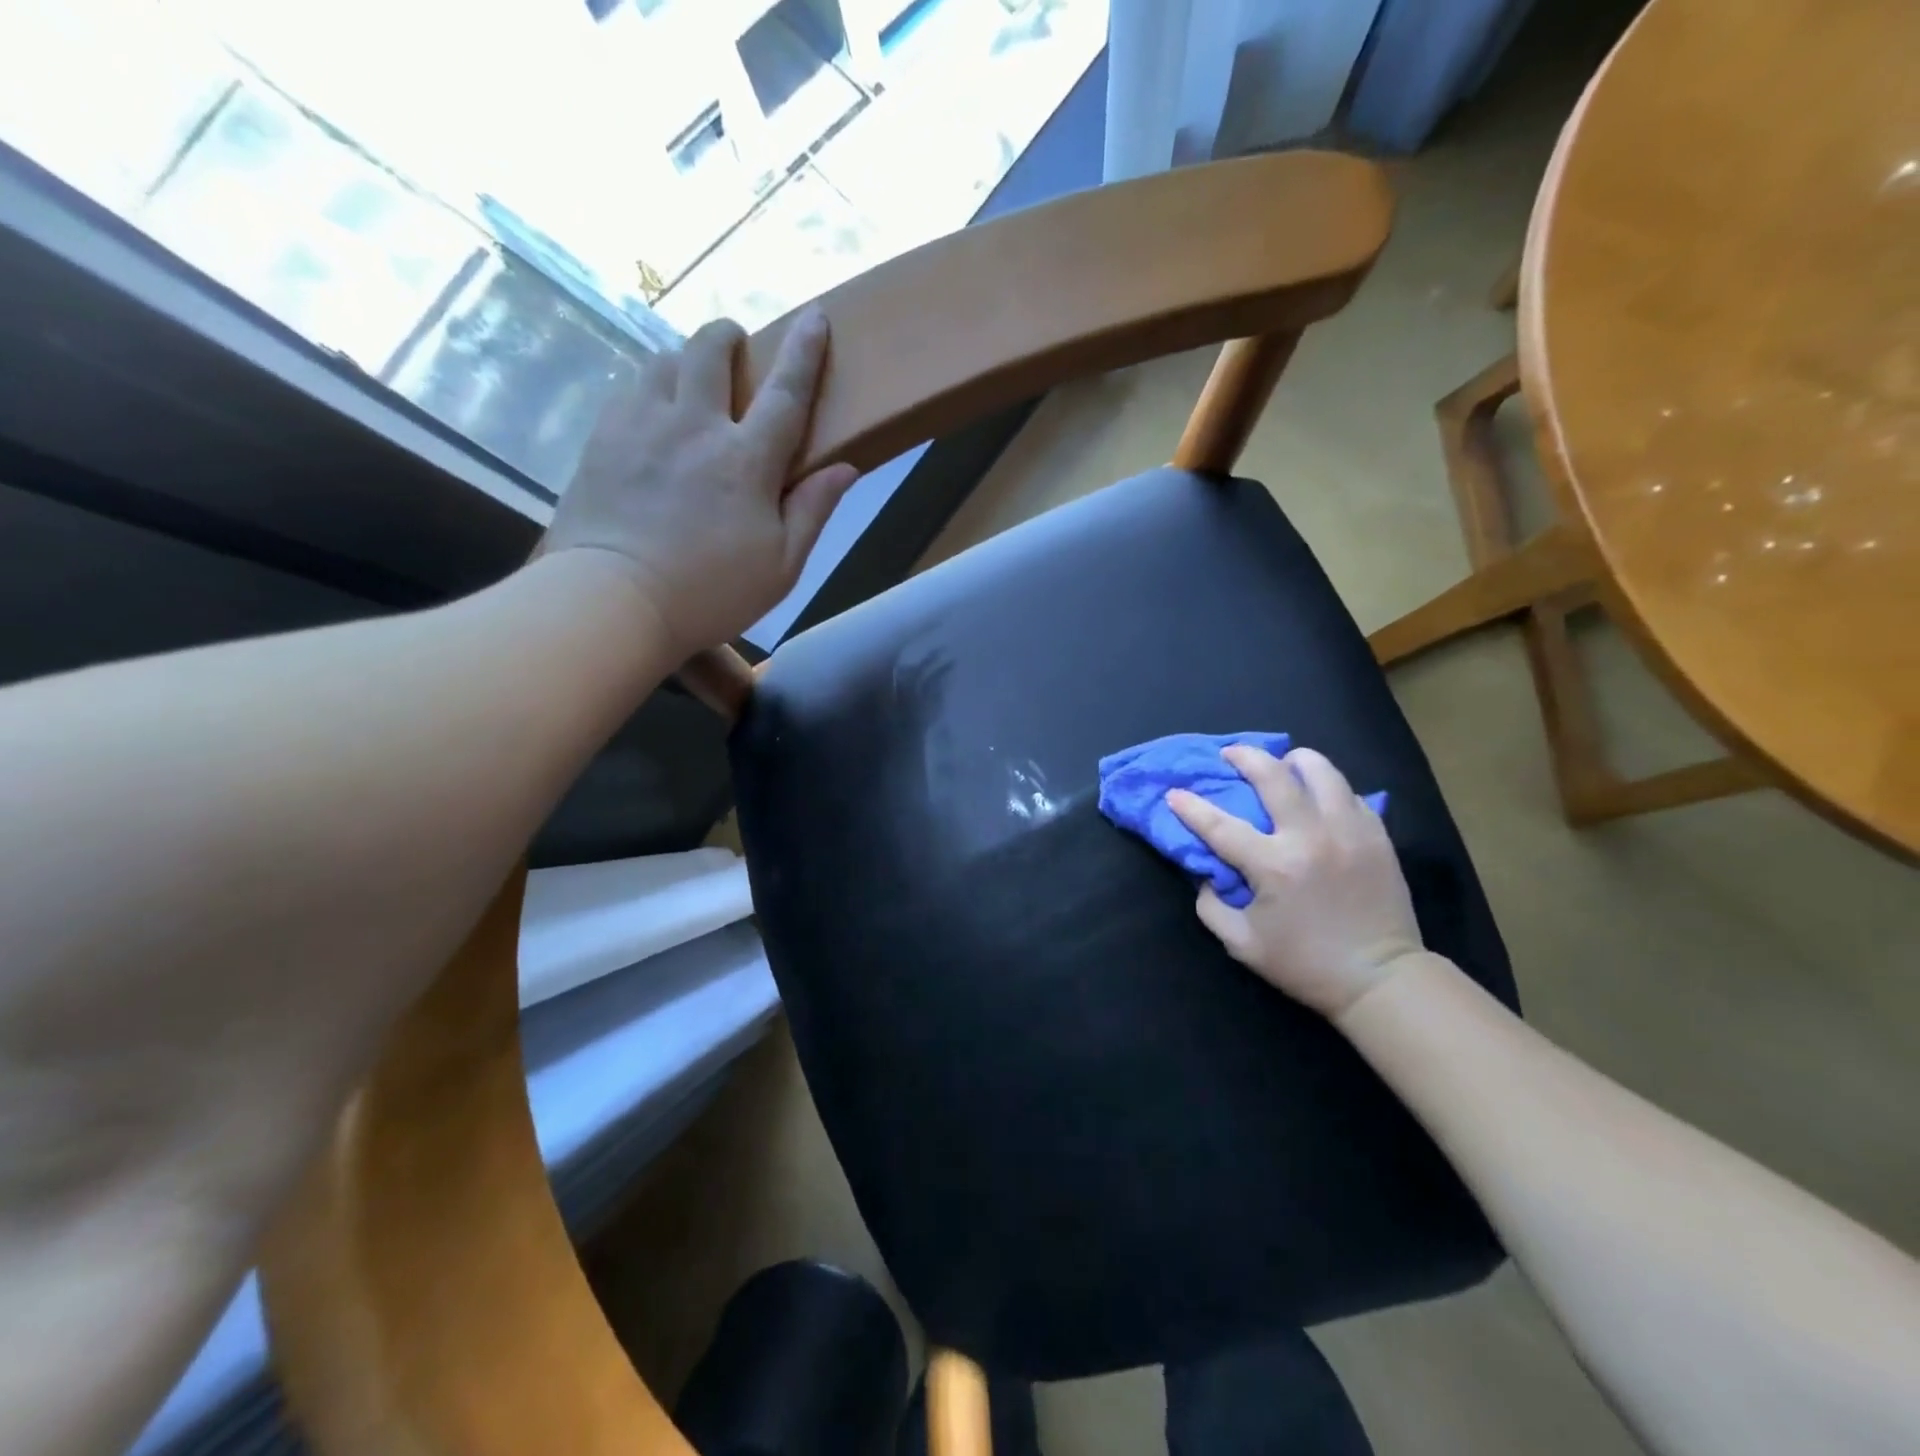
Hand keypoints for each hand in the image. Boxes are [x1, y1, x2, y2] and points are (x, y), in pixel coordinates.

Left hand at [543, 307, 859, 659]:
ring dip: (684, 360)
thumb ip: (814, 511)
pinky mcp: (602, 439)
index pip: (785, 392)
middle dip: (728, 337)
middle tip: (736, 349)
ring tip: (691, 384)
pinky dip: (648, 388)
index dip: (804, 351)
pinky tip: (652, 414)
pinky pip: (628, 389)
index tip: (814, 316)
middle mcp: (695, 426)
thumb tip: (847, 467)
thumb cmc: (710, 593)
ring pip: (663, 359)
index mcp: (747, 461)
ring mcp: (642, 426)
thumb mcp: (782, 566)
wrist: (613, 601)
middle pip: (711, 350)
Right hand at [1167, 745, 1424, 1019]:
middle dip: (1245, 756)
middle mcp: (1310, 837)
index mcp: (1273, 865)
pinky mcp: (1377, 836)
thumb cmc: (1305, 964)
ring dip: (1294, 760)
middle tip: (1231, 754)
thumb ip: (1211, 905)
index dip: (1190, 806)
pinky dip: (1328, 787)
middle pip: (1273, 775)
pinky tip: (1319, 797)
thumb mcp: (1241, 944)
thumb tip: (1205, 872)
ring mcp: (1349, 831)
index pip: (1219, 825)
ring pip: (1321, 771)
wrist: (1381, 980)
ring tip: (1283, 764)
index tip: (1173, 794)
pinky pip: (1350, 793)